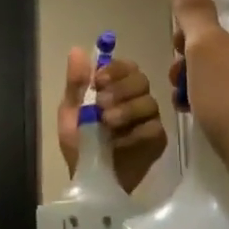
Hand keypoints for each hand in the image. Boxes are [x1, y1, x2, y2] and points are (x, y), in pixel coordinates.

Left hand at [57, 51, 167, 194]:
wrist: (89, 179)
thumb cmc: (80, 144)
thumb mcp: (71, 113)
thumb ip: (76, 83)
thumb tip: (76, 49)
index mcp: (116, 88)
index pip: (126, 66)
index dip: (115, 69)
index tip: (99, 80)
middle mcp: (137, 99)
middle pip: (141, 80)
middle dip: (120, 89)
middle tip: (101, 104)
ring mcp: (150, 120)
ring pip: (149, 102)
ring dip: (126, 109)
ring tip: (107, 123)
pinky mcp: (158, 141)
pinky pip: (154, 128)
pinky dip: (136, 133)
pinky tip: (121, 142)